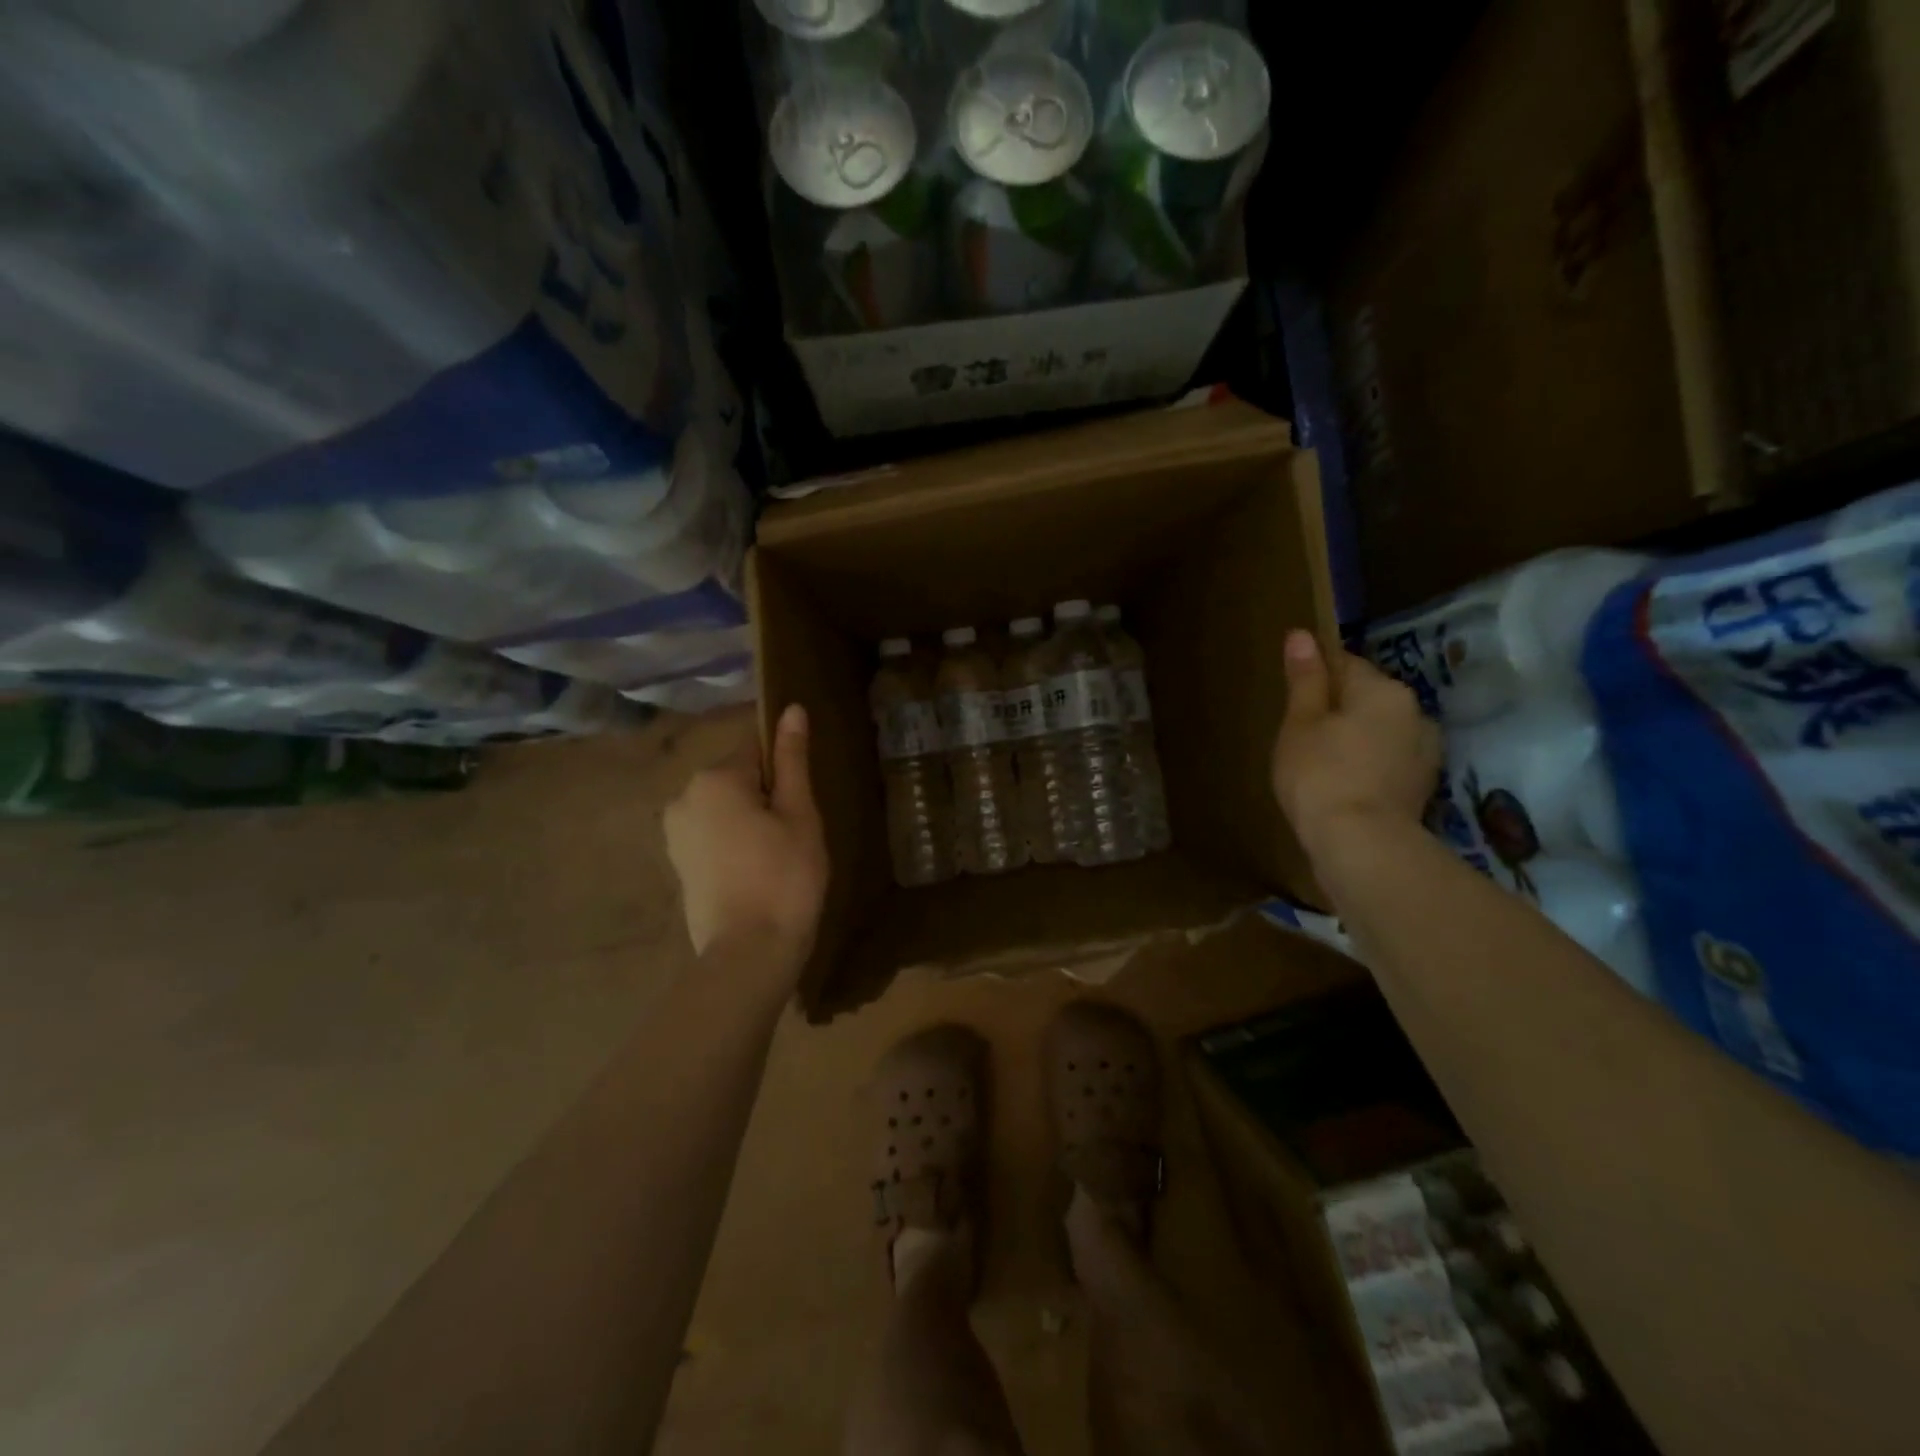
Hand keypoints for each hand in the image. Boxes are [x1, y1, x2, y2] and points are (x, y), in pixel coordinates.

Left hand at [664, 703, 827, 970]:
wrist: (749, 953)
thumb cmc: (785, 876)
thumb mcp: (799, 813)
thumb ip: (792, 759)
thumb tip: (792, 709)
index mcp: (713, 777)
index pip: (756, 748)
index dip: (785, 771)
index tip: (801, 802)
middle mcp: (683, 796)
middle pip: (737, 777)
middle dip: (766, 795)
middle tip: (795, 834)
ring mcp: (675, 832)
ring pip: (724, 807)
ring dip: (750, 820)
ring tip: (777, 857)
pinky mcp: (677, 863)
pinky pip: (712, 834)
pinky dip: (734, 842)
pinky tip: (755, 872)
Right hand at [1272, 630, 1440, 859]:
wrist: (1362, 846)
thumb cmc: (1320, 775)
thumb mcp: (1300, 723)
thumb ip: (1305, 679)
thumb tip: (1301, 634)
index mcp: (1383, 689)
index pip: (1344, 663)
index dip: (1314, 676)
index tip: (1292, 697)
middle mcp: (1414, 712)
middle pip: (1367, 697)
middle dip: (1338, 709)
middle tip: (1301, 735)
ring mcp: (1425, 752)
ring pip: (1381, 731)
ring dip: (1356, 738)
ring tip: (1322, 764)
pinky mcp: (1422, 787)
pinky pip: (1388, 762)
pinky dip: (1368, 766)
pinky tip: (1344, 785)